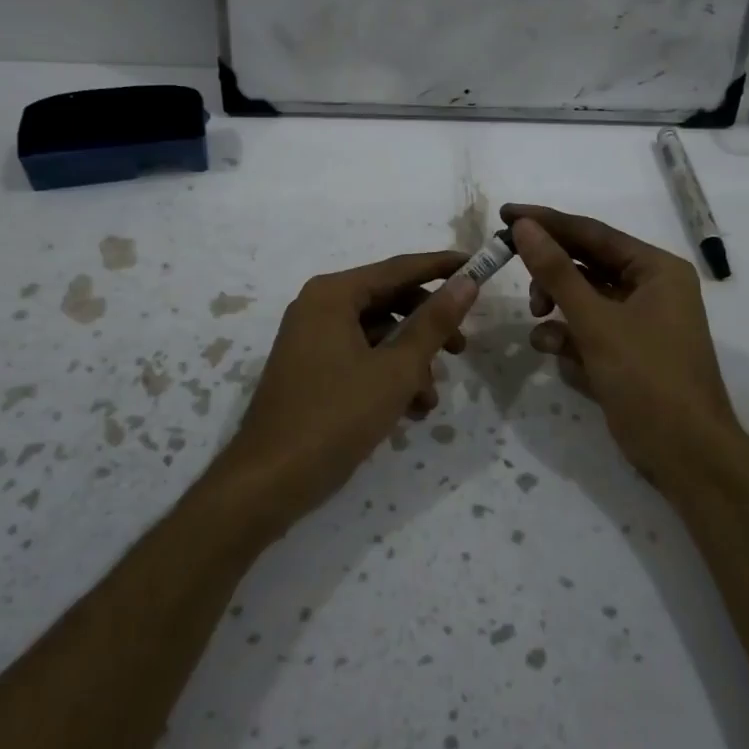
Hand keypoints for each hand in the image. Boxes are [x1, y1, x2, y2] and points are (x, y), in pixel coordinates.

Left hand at [211, 251, 480, 532]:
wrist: (269, 481)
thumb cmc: (336, 417)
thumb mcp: (396, 370)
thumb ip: (434, 323)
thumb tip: (467, 283)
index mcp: (333, 294)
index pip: (399, 268)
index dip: (442, 267)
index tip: (479, 266)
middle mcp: (319, 306)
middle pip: (388, 301)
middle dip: (428, 326)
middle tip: (461, 348)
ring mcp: (311, 338)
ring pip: (377, 334)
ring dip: (410, 361)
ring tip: (430, 399)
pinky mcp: (310, 368)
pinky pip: (359, 356)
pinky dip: (387, 376)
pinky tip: (409, 410)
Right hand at [504, 204, 745, 494]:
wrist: (686, 455)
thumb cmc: (647, 379)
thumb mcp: (596, 322)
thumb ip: (557, 272)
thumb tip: (524, 226)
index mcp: (656, 269)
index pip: (593, 233)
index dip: (547, 222)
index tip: (506, 214)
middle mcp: (652, 287)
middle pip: (588, 262)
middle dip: (550, 269)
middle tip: (510, 264)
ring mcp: (642, 320)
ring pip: (585, 296)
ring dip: (557, 302)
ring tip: (537, 315)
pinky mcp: (629, 350)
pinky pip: (590, 327)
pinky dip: (568, 333)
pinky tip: (550, 346)